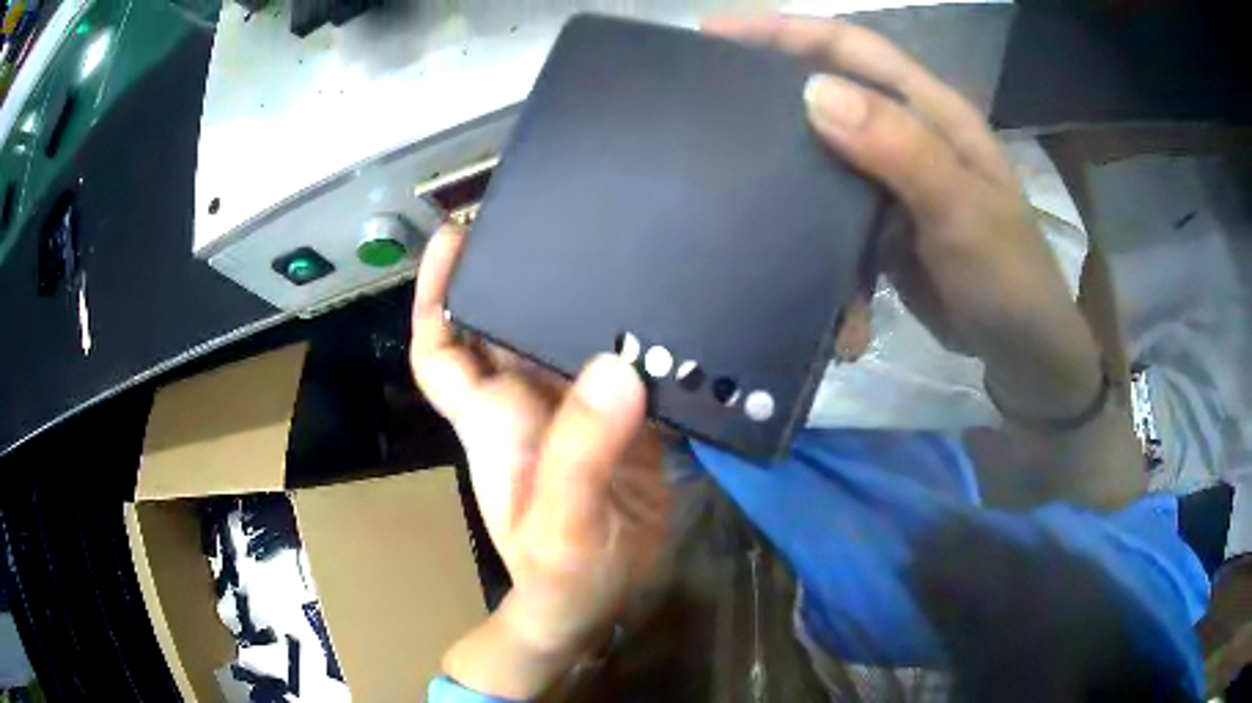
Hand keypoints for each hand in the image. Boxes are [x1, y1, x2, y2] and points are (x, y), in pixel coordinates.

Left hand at [410, 225, 669, 697]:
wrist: (600, 603)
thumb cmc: (560, 575)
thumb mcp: (563, 522)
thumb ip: (583, 450)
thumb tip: (617, 364)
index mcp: (495, 419)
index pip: (441, 348)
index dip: (435, 292)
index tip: (456, 238)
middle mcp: (528, 403)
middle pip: (510, 323)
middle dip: (522, 272)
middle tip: (562, 218)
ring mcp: (576, 411)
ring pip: (568, 338)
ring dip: (588, 298)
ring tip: (627, 247)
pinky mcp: (622, 424)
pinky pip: (625, 367)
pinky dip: (642, 339)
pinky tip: (672, 311)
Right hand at [705, 16, 1102, 420]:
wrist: (1022, 352)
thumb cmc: (1008, 277)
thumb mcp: (961, 209)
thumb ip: (899, 148)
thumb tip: (811, 92)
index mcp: (930, 112)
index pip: (851, 47)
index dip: (785, 31)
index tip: (713, 34)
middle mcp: (906, 134)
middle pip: (827, 95)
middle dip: (770, 97)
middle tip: (706, 112)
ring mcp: (892, 182)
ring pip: (822, 161)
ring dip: (790, 188)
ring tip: (741, 205)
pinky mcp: (881, 227)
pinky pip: (833, 222)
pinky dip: (820, 253)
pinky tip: (818, 291)